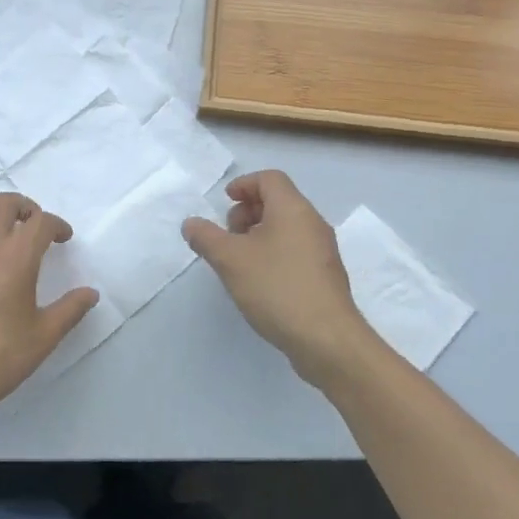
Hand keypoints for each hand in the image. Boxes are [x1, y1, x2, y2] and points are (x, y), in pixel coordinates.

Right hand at [183, 170, 380, 389]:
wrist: (326, 339)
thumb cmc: (276, 288)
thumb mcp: (230, 260)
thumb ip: (206, 237)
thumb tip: (191, 223)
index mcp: (293, 209)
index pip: (270, 179)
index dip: (244, 184)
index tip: (225, 202)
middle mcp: (312, 223)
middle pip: (278, 201)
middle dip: (248, 211)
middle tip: (228, 235)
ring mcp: (323, 251)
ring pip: (287, 228)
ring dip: (259, 234)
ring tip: (239, 261)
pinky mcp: (325, 276)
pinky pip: (295, 250)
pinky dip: (274, 253)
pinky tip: (259, 281)